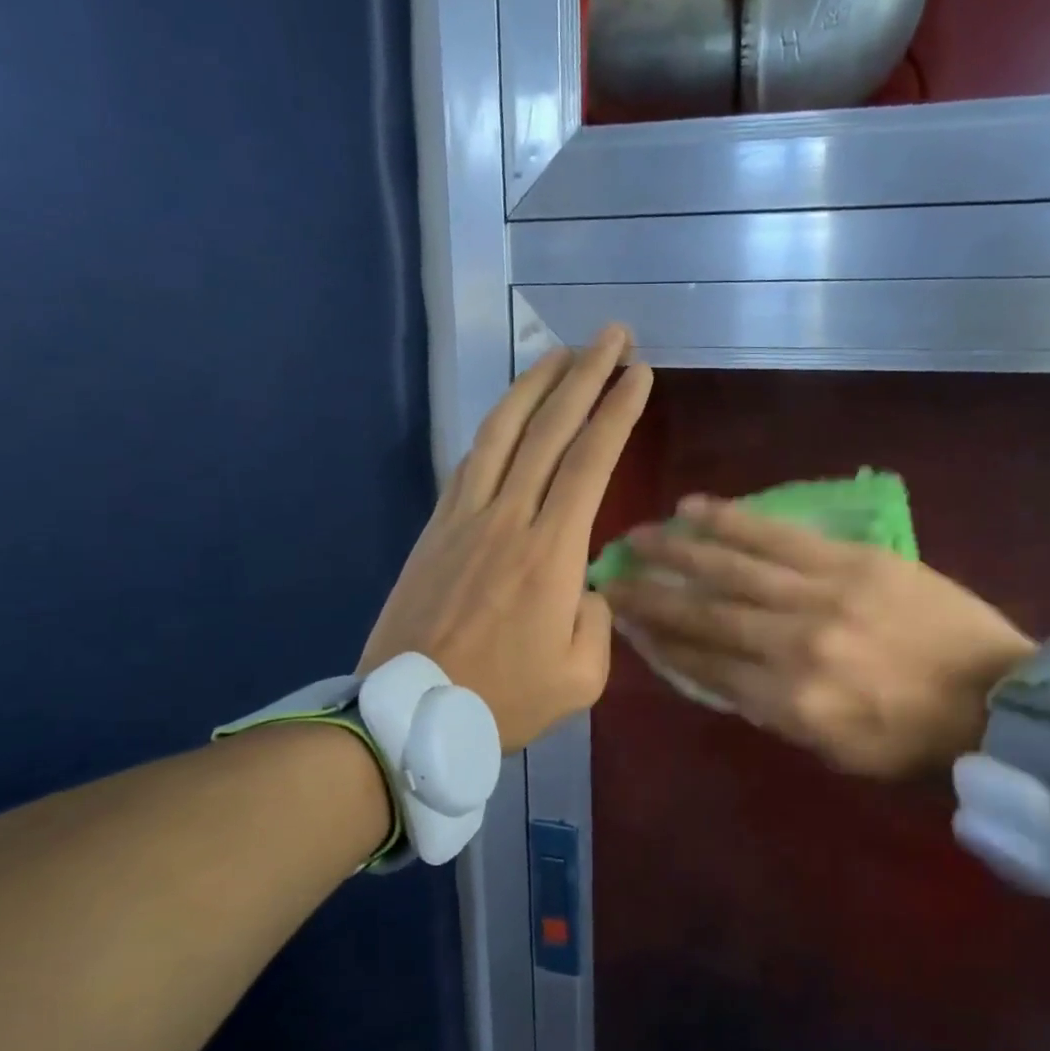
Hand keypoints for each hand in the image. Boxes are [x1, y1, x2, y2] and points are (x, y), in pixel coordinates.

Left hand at [359, 326, 652, 751]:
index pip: (590, 462)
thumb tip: (590, 584)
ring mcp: (466, 516)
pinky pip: (471, 460)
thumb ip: (599, 621)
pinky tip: (511, 411)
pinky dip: (495, 426)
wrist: (409, 714)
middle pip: (550, 429)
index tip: (640, 374)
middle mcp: (509, 518)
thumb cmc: (502, 701)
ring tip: (562, 352)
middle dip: (586, 375)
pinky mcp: (437, 526)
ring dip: (535, 385)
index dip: (617, 412)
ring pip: (504, 432)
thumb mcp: (581, 678)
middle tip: (612, 336)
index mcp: (551, 553)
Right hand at [604, 495, 1033, 778]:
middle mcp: (795, 645)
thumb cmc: (916, 742)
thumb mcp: (836, 752)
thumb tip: (723, 674)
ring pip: (734, 567)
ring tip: (639, 535)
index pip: (706, 666)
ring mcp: (823, 595)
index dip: (661, 642)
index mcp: (791, 704)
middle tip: (612, 575)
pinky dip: (734, 522)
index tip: (625, 621)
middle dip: (653, 595)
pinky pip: (780, 536)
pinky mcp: (852, 560)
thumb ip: (774, 713)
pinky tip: (698, 508)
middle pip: (707, 614)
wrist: (1000, 701)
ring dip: (679, 550)